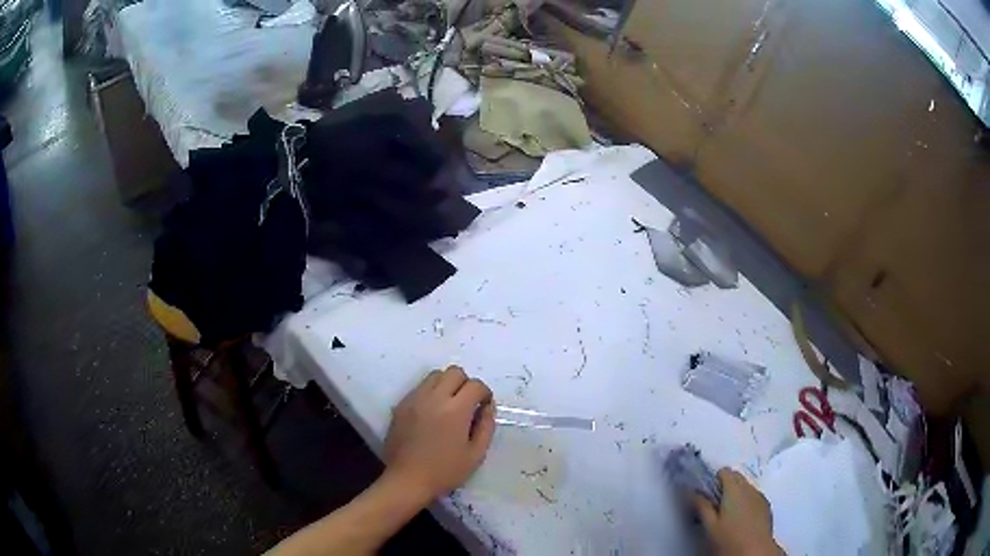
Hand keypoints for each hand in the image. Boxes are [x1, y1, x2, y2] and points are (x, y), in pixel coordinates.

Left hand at [384, 366, 495, 500]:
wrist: (407, 480)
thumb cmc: (445, 471)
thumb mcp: (476, 454)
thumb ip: (486, 426)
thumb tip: (488, 406)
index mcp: (456, 410)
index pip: (475, 385)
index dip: (484, 393)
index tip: (484, 406)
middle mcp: (434, 398)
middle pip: (454, 372)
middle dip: (466, 383)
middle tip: (467, 403)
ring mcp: (415, 399)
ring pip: (435, 375)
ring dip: (446, 384)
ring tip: (449, 405)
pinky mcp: (401, 405)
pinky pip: (419, 387)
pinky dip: (430, 393)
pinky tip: (432, 413)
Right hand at [694, 469, 783, 555]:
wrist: (756, 551)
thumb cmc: (729, 539)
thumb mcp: (709, 525)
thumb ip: (701, 505)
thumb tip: (690, 491)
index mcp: (734, 489)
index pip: (725, 471)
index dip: (714, 479)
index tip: (706, 493)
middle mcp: (749, 488)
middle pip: (737, 476)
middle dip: (725, 485)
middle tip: (713, 504)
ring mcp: (760, 496)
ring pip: (746, 486)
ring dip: (736, 493)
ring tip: (726, 513)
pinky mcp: (766, 506)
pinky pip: (754, 496)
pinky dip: (746, 501)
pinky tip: (740, 518)